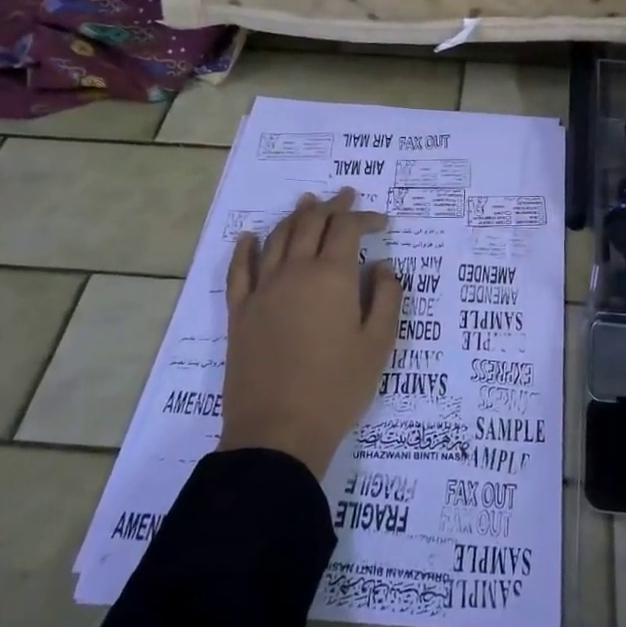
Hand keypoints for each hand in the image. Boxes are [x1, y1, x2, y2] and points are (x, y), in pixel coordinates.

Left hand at [219, 188, 400, 478]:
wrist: (278, 430)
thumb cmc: (337, 388)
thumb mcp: (378, 345)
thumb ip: (387, 298)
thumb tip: (384, 267)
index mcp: (332, 277)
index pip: (347, 230)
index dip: (365, 218)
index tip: (382, 222)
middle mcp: (295, 272)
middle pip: (311, 224)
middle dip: (332, 207)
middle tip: (345, 196)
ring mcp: (262, 290)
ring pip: (277, 238)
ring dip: (294, 217)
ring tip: (307, 204)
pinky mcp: (240, 312)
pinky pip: (239, 269)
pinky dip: (246, 248)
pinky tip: (250, 238)